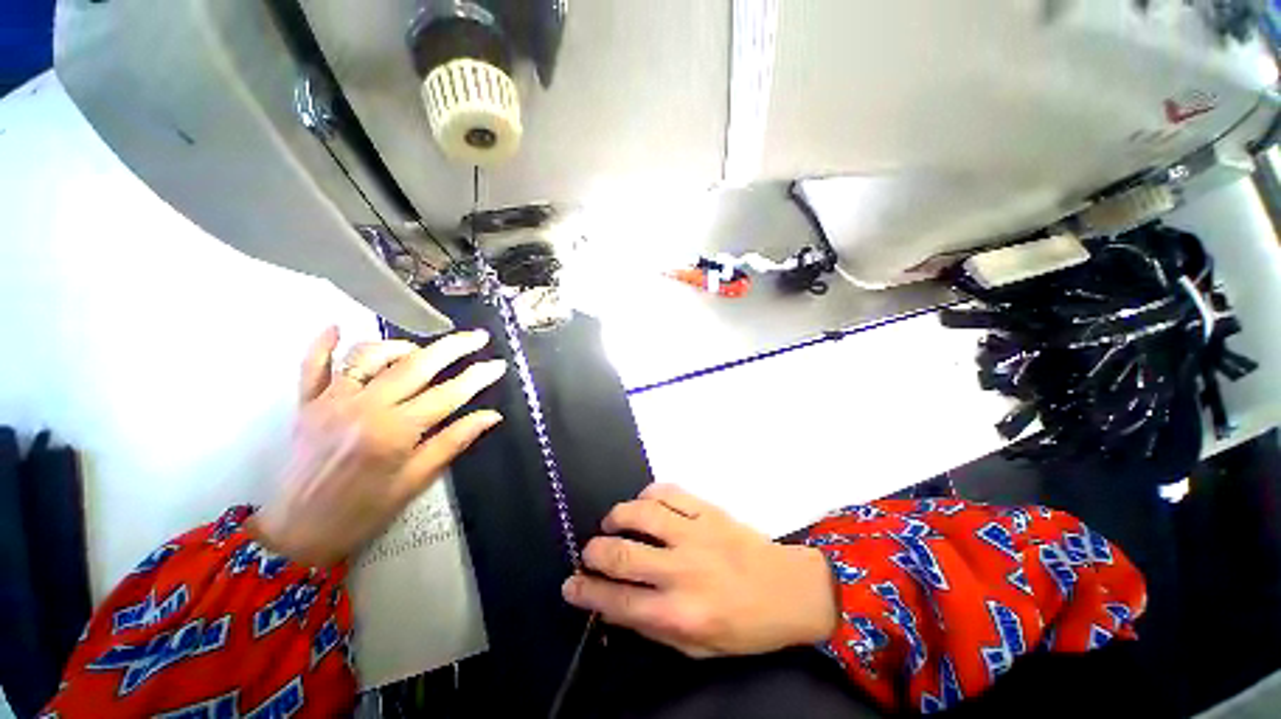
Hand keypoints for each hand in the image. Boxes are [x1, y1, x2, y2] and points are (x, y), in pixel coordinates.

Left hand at [249, 327, 505, 566]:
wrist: (299, 532)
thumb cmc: (365, 511)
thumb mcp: (416, 481)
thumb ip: (453, 442)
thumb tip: (491, 416)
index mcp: (395, 431)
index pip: (448, 394)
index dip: (477, 377)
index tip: (498, 365)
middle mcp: (364, 407)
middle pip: (416, 365)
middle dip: (453, 347)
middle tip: (478, 337)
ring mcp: (331, 401)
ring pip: (369, 356)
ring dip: (401, 346)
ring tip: (421, 350)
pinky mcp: (307, 404)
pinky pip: (312, 366)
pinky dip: (322, 344)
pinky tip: (336, 327)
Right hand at [562, 485, 838, 657]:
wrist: (788, 590)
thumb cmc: (743, 627)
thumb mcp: (696, 647)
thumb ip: (652, 626)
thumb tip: (612, 604)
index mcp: (680, 614)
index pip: (618, 601)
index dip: (587, 592)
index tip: (570, 584)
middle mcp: (683, 571)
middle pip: (622, 554)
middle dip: (595, 551)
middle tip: (589, 551)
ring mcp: (695, 534)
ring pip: (642, 513)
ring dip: (618, 515)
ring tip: (612, 522)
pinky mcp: (708, 510)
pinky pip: (669, 491)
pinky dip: (648, 493)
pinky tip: (644, 501)